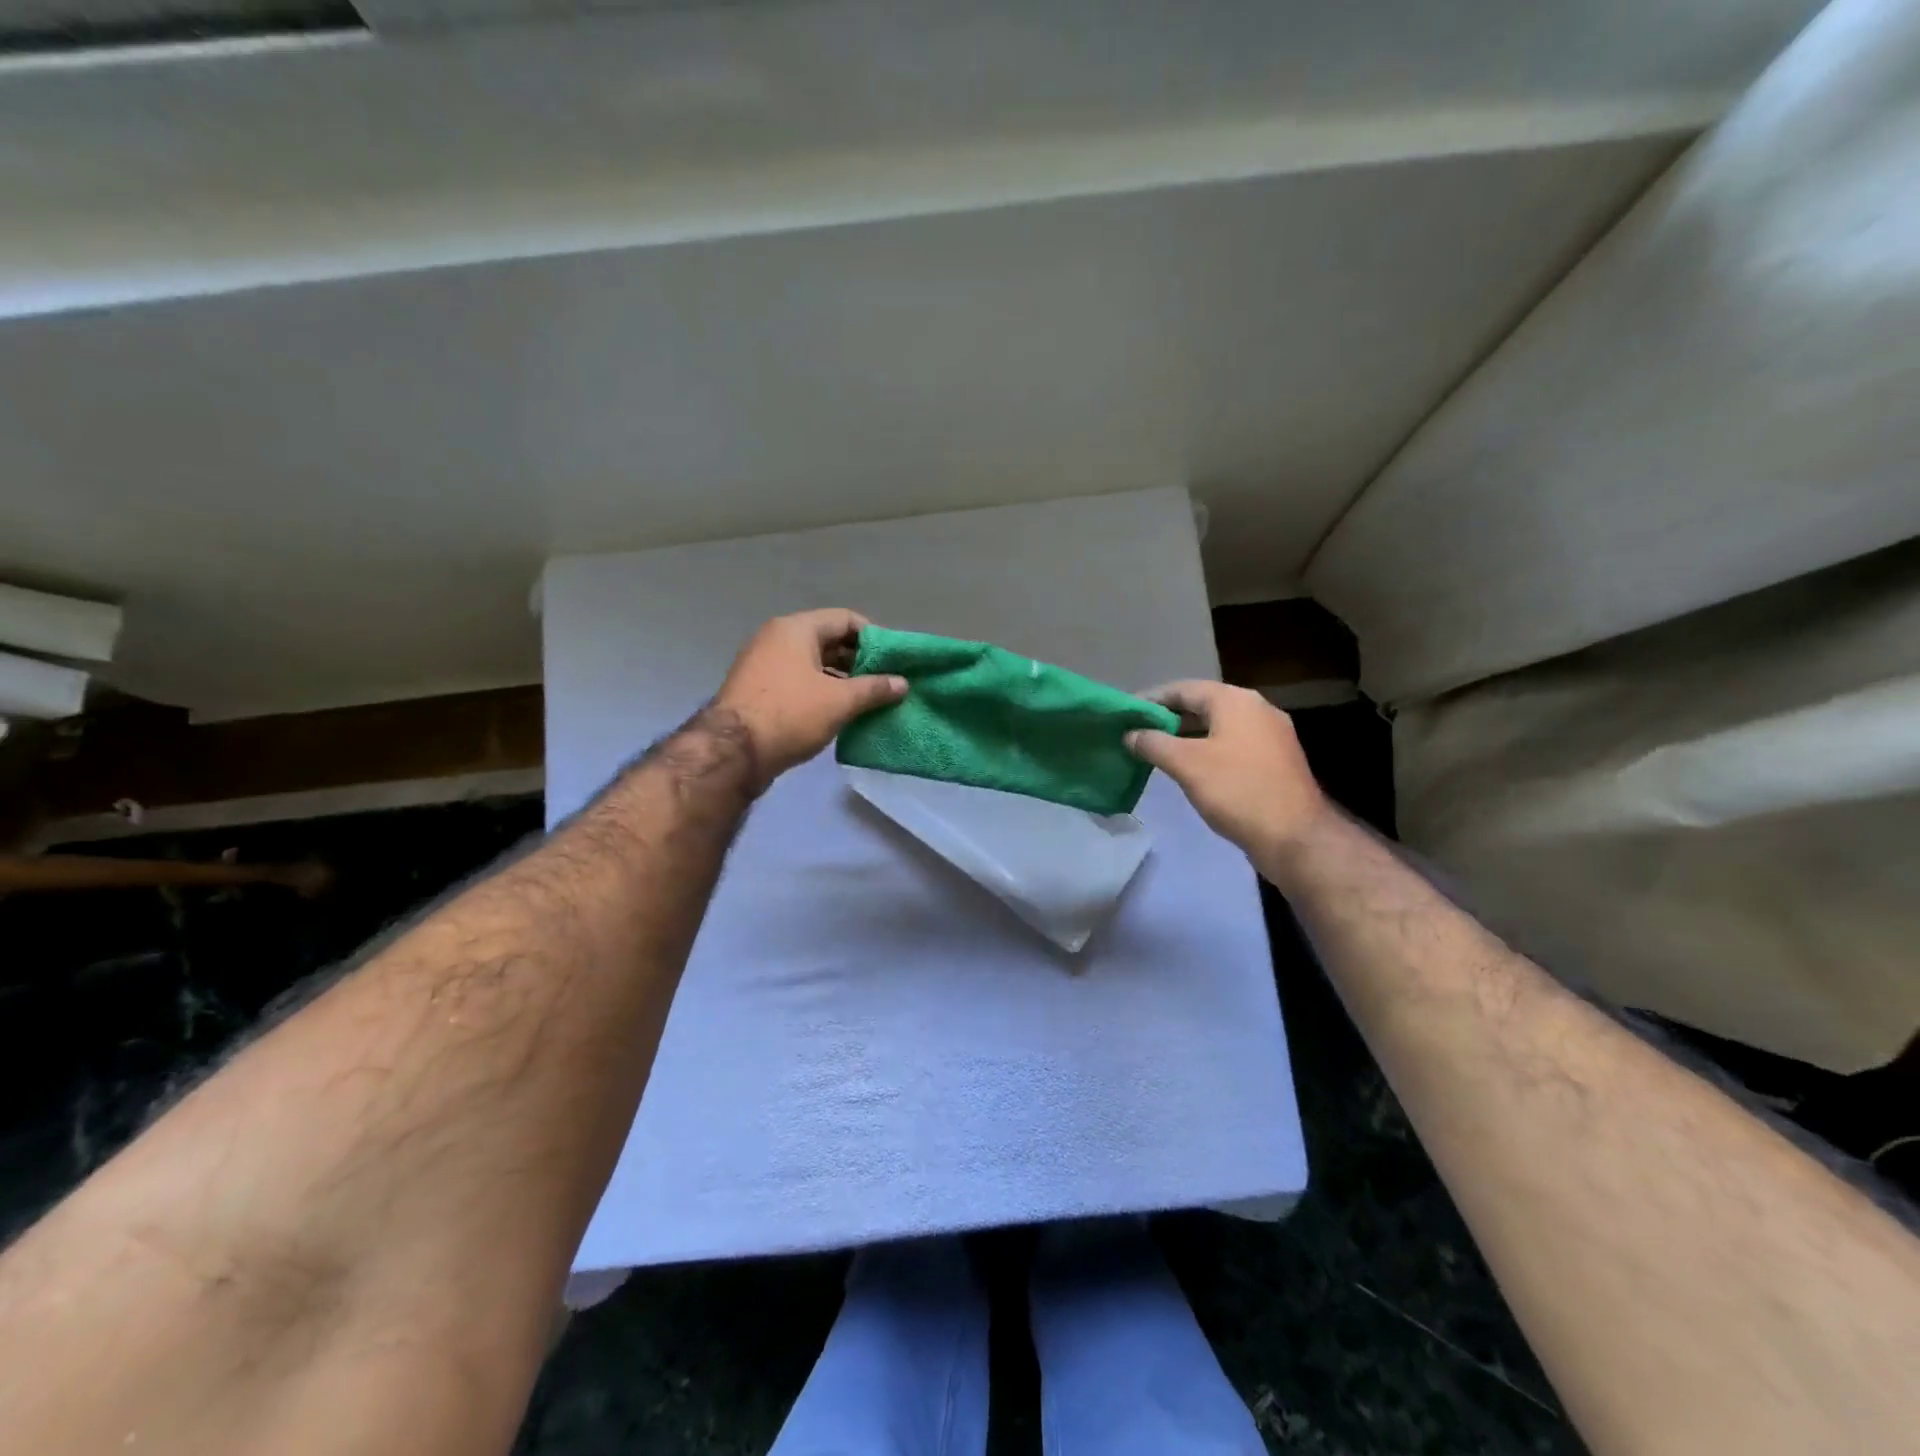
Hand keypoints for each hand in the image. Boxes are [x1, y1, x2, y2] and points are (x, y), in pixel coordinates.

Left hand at [713, 609, 906, 788]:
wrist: (733, 752)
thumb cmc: (790, 714)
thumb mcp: (840, 701)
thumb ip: (874, 688)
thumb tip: (902, 683)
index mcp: (796, 629)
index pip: (845, 619)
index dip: (874, 637)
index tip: (894, 660)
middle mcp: (777, 638)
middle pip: (828, 640)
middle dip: (859, 660)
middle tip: (885, 682)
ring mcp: (764, 664)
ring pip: (813, 663)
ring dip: (841, 679)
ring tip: (868, 700)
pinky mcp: (758, 690)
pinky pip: (798, 680)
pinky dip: (821, 691)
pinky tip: (839, 712)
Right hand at [1125, 680, 1330, 864]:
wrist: (1295, 836)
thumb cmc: (1237, 790)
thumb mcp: (1186, 764)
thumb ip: (1153, 743)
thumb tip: (1130, 734)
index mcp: (1235, 701)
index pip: (1183, 688)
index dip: (1151, 699)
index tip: (1125, 713)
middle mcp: (1256, 709)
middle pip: (1203, 704)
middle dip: (1168, 717)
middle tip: (1137, 731)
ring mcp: (1271, 735)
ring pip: (1218, 726)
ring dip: (1187, 734)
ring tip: (1157, 749)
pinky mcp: (1276, 760)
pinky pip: (1233, 744)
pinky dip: (1208, 749)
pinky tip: (1191, 767)